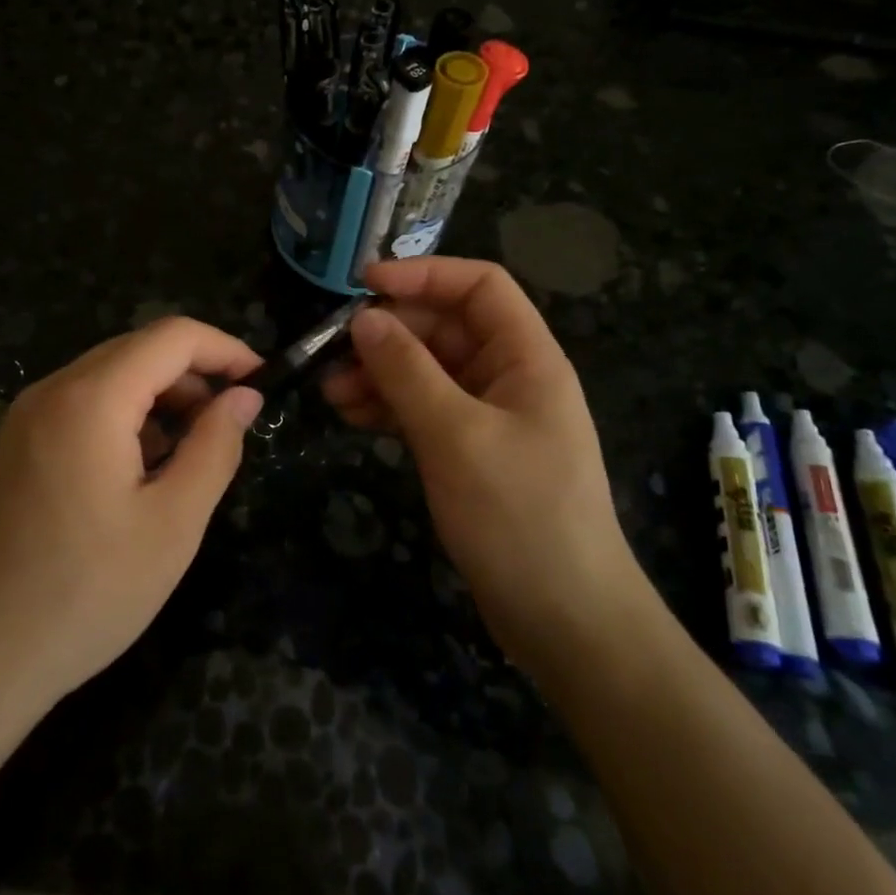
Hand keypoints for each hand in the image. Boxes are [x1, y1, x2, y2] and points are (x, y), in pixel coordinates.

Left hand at [0, 318, 263, 712]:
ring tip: (190, 454)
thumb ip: (215, 448)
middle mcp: (52, 391)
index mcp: (90, 399)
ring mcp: (25, 419)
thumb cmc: (84, 594)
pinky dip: (124, 419)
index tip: (263, 382)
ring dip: (160, 399)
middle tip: (231, 425)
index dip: (225, 349)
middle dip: (194, 375)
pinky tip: (140, 472)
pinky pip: (81, 407)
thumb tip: (244, 397)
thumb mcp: (172, 524)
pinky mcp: (14, 448)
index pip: (172, 336)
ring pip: (109, 378)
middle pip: (138, 350)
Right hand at [323, 257, 642, 660]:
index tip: (362, 285)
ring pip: (428, 371)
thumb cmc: (519, 516)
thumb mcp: (456, 435)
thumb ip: (407, 371)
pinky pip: (424, 410)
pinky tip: (351, 416)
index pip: (479, 286)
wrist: (565, 619)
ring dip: (380, 373)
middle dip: (388, 334)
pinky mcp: (471, 452)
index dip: (423, 275)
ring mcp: (489, 417)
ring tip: (330, 391)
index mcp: (526, 358)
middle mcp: (510, 377)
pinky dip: (388, 408)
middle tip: (332, 352)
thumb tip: (363, 320)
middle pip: (445, 329)